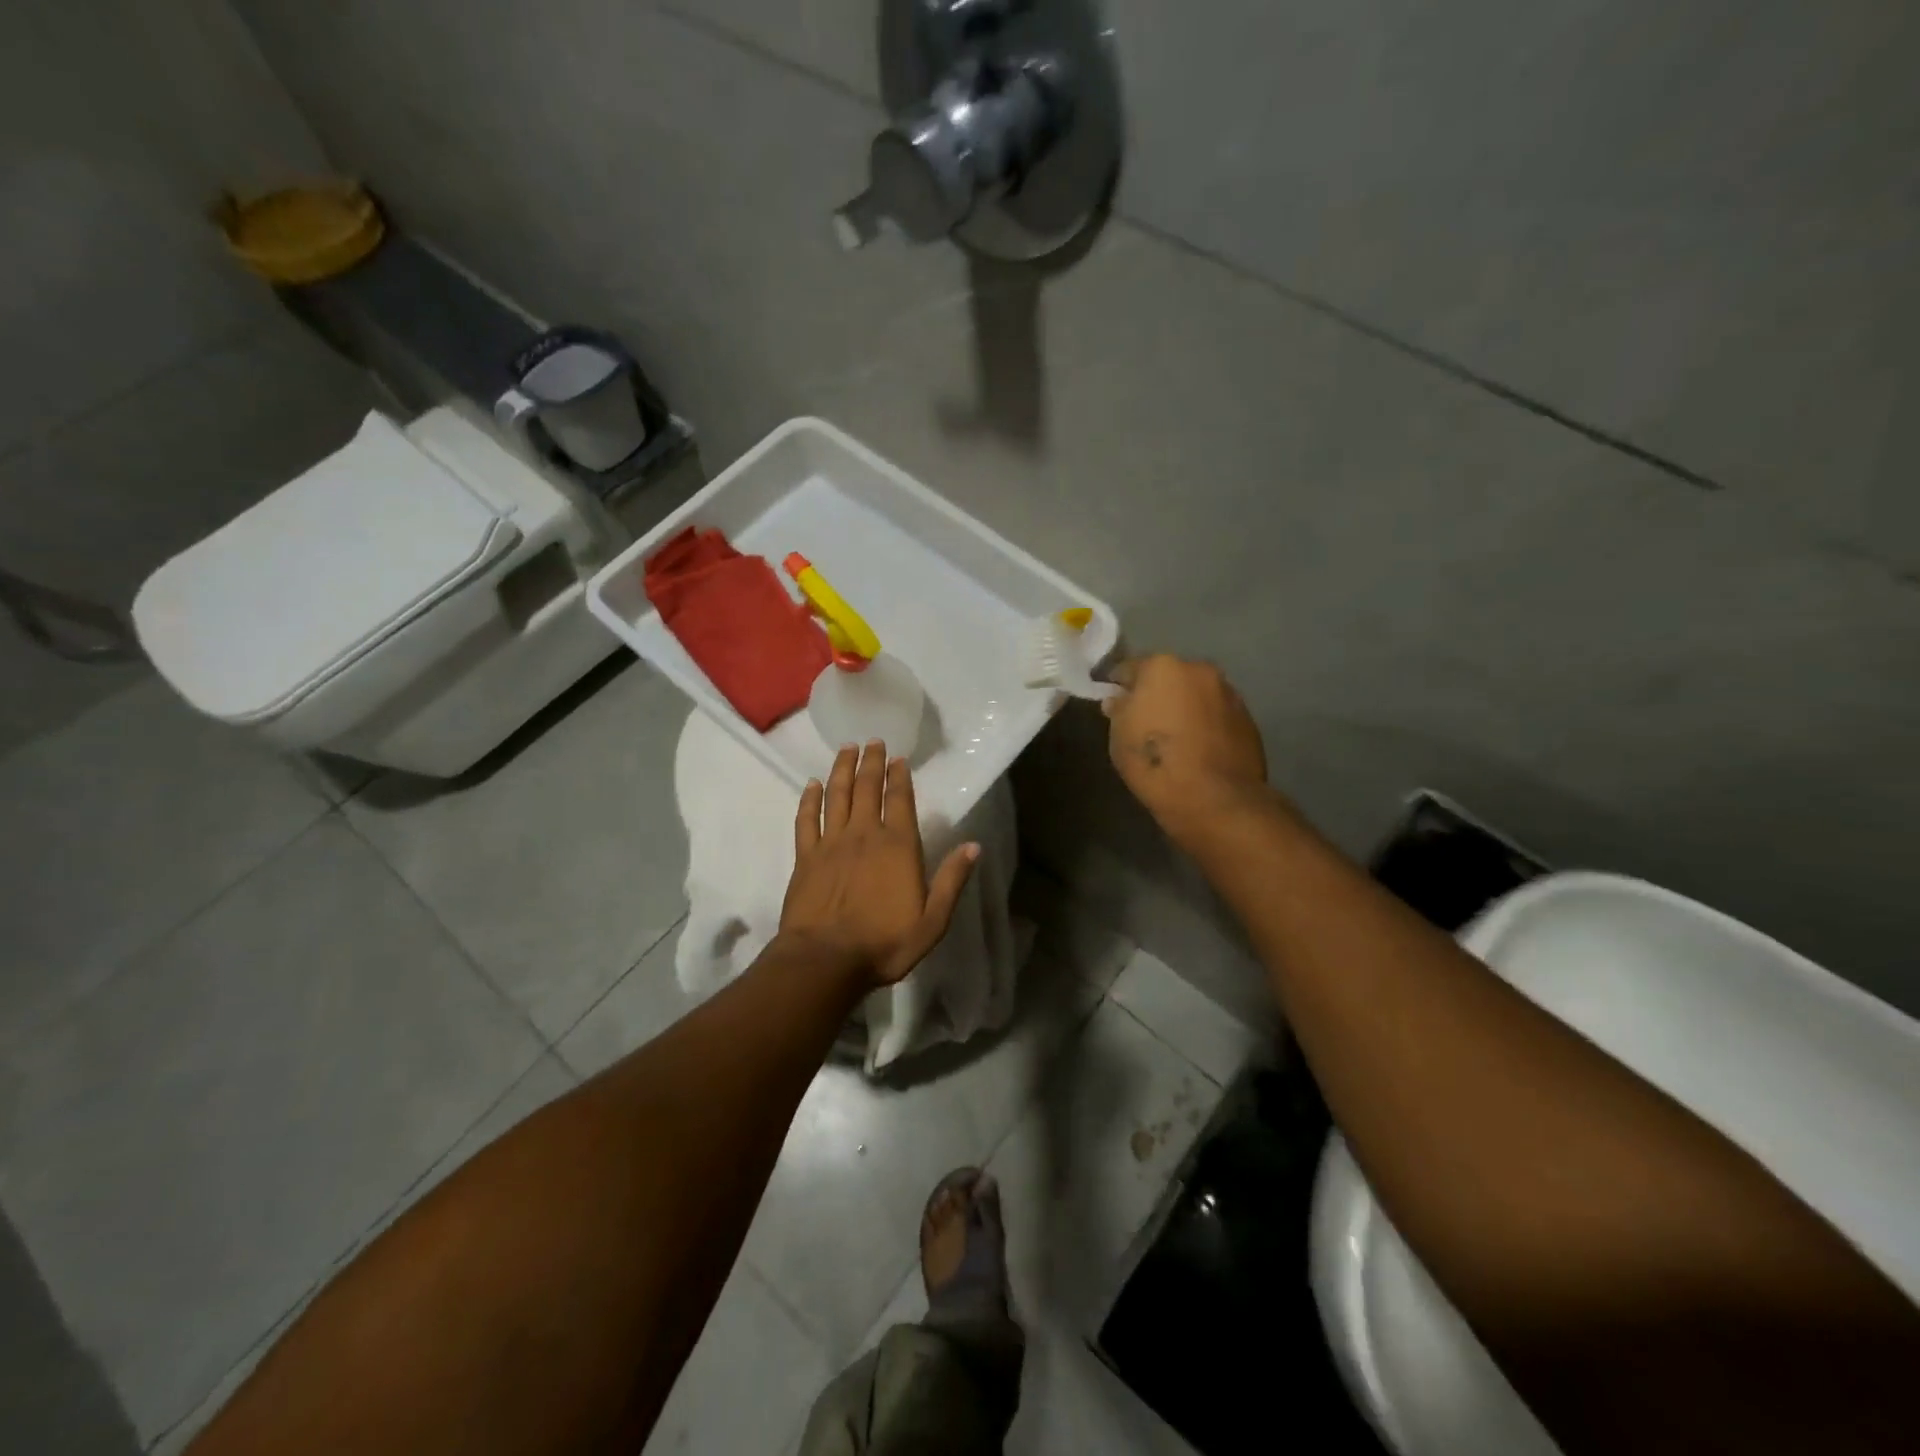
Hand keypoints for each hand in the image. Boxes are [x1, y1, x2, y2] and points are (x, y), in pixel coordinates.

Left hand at [780, 742, 978, 988]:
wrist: (825, 960)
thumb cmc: (885, 943)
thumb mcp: (933, 920)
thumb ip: (952, 881)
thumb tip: (973, 846)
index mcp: (898, 846)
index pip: (899, 799)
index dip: (899, 776)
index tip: (898, 757)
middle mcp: (864, 834)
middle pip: (867, 788)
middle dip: (871, 762)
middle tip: (872, 741)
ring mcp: (831, 843)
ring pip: (837, 795)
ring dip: (842, 770)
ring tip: (846, 749)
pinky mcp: (806, 857)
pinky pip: (807, 819)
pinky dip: (810, 799)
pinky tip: (812, 785)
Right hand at [1103, 655, 1270, 848]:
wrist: (1215, 799)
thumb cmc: (1156, 764)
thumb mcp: (1119, 739)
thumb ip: (1118, 710)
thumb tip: (1119, 700)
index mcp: (1162, 667)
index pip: (1129, 668)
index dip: (1118, 685)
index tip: (1112, 700)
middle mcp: (1198, 669)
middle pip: (1169, 676)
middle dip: (1156, 692)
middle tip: (1145, 719)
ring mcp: (1228, 692)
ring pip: (1196, 693)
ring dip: (1185, 706)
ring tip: (1176, 735)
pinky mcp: (1248, 717)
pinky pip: (1217, 713)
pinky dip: (1206, 722)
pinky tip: (1199, 747)